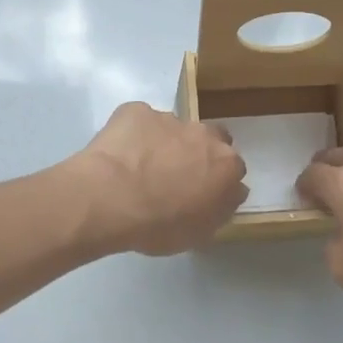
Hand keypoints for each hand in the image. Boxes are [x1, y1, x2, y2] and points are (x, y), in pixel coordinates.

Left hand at [68, 102, 247, 255]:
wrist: (110, 199)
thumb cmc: (159, 225)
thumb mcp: (200, 232)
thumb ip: (221, 207)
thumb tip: (230, 192)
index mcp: (226, 164)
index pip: (232, 168)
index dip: (216, 180)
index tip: (201, 193)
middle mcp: (204, 134)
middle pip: (209, 138)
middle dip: (197, 152)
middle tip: (175, 175)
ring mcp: (169, 118)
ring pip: (173, 128)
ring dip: (164, 143)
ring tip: (139, 167)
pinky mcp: (136, 111)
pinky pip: (140, 121)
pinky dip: (134, 134)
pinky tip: (119, 154)